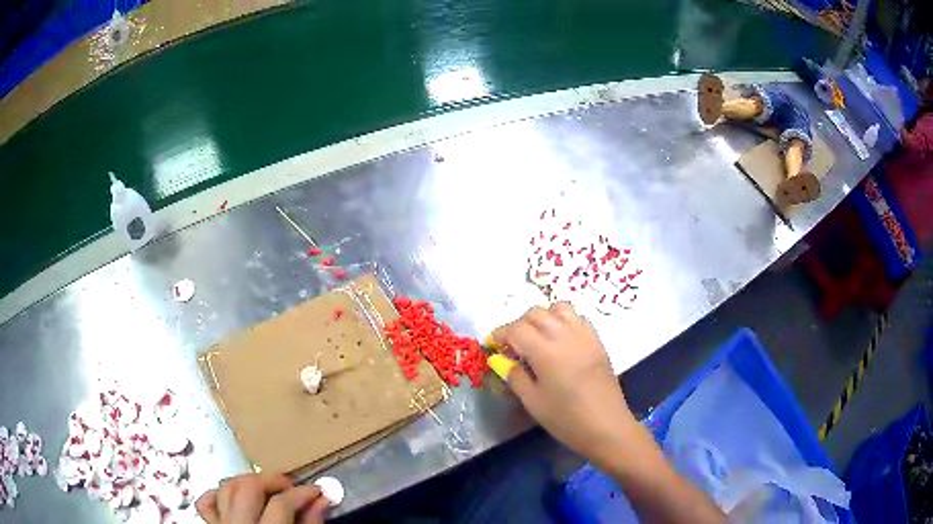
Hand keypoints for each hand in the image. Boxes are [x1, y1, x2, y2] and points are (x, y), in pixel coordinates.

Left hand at [196, 473, 329, 523]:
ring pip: (226, 489)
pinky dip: (220, 495)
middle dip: (272, 480)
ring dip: (247, 482)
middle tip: (291, 486)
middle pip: (249, 488)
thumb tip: (320, 502)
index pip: (281, 504)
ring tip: (266, 489)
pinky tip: (236, 499)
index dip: (302, 493)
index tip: (316, 492)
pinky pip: (207, 504)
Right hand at [492, 303, 638, 466]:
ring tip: (538, 339)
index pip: (516, 329)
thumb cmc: (566, 419)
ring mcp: (585, 335)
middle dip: (519, 324)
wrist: (607, 426)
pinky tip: (560, 342)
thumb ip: (514, 376)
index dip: (500, 334)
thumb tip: (501, 359)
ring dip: (543, 318)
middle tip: (513, 346)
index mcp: (546, 351)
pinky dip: (563, 321)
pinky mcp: (598, 341)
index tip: (493, 346)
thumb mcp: (533, 401)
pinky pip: (577, 318)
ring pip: (559, 309)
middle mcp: (565, 335)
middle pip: (536, 313)